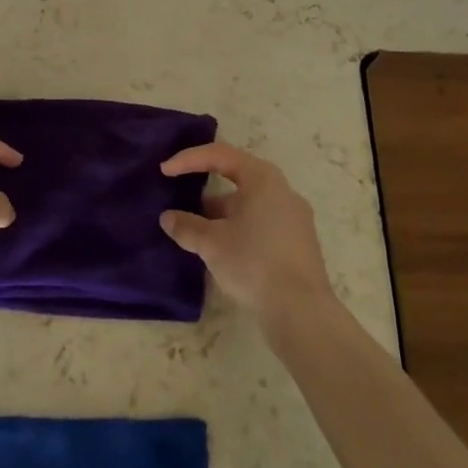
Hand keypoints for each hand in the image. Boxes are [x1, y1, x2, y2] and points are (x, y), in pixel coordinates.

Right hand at [160, 141, 333, 326]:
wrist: (302, 312)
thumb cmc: (254, 263)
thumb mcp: (212, 243)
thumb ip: (187, 226)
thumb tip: (168, 218)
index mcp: (262, 178)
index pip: (220, 155)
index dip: (189, 160)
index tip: (165, 171)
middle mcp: (282, 190)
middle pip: (237, 178)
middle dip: (205, 189)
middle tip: (182, 200)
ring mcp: (294, 217)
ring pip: (249, 204)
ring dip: (221, 214)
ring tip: (198, 232)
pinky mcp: (299, 243)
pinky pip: (262, 223)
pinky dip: (239, 228)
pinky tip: (224, 251)